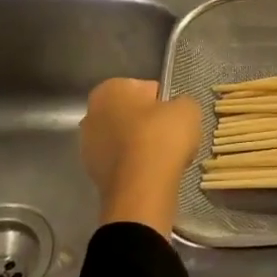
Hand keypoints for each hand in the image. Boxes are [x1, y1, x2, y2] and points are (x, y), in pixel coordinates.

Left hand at [79, 79, 202, 237]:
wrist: (142, 188)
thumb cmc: (162, 137)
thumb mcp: (188, 108)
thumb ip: (181, 102)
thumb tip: (175, 110)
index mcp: (109, 89)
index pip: (145, 88)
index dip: (165, 102)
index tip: (176, 117)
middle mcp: (91, 114)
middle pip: (131, 115)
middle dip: (149, 124)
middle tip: (172, 137)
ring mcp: (88, 146)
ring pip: (125, 140)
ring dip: (142, 147)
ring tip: (165, 159)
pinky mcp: (93, 174)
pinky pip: (122, 163)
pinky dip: (136, 167)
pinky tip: (153, 174)